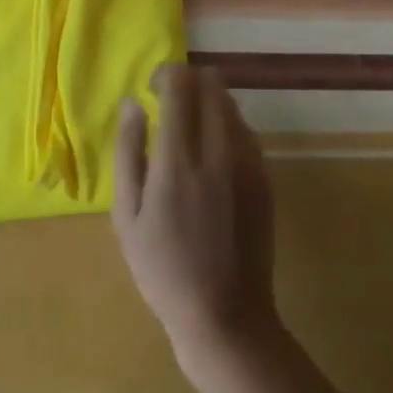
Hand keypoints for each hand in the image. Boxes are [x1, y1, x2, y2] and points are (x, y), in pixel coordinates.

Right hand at [113, 64, 279, 370]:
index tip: (152, 89)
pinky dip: (227, 124)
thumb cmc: (164, 271)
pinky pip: (246, 129)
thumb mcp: (128, 218)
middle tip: (171, 102)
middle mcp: (217, 151)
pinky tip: (214, 152)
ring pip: (231, 102)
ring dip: (209, 100)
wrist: (226, 318)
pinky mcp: (264, 177)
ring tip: (192, 127)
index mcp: (178, 160)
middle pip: (210, 82)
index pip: (179, 85)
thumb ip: (129, 152)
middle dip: (189, 81)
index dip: (165, 74)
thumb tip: (131, 103)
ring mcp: (247, 162)